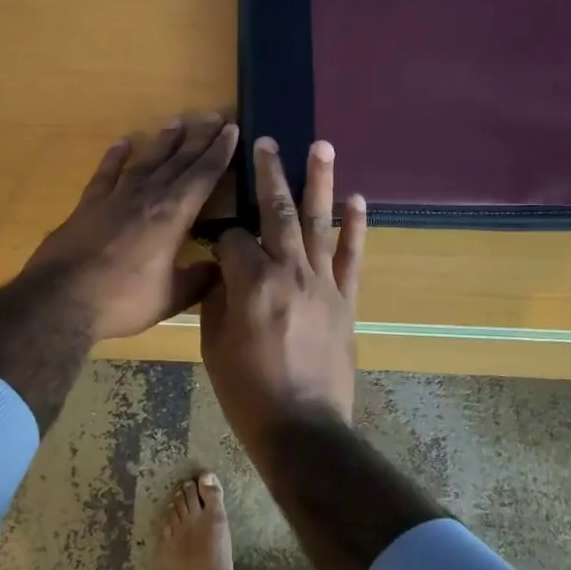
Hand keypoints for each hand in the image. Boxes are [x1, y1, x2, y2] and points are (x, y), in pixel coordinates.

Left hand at [23, 114, 238, 341]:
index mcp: (172, 216)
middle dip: (199, 139)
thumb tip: (220, 268)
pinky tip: (123, 143)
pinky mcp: (88, 205)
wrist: (61, 299)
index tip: (231, 129)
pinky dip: (114, 157)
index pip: (203, 176)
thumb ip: (198, 280)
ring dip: (162, 142)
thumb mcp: (170, 297)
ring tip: (176, 122)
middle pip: (178, 162)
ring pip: (145, 162)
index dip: (220, 153)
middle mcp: (147, 198)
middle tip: (213, 116)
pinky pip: (105, 174)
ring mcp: (115, 198)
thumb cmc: (122, 300)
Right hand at [200, 137, 367, 452]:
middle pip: (276, 212)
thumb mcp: (214, 344)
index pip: (232, 238)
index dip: (220, 235)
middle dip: (268, 174)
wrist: (303, 428)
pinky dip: (354, 227)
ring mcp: (322, 283)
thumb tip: (225, 273)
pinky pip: (352, 257)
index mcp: (250, 282)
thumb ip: (219, 299)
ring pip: (318, 223)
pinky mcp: (346, 299)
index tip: (214, 241)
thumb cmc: (248, 391)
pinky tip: (356, 199)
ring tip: (321, 145)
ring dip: (318, 182)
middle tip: (266, 141)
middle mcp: (289, 271)